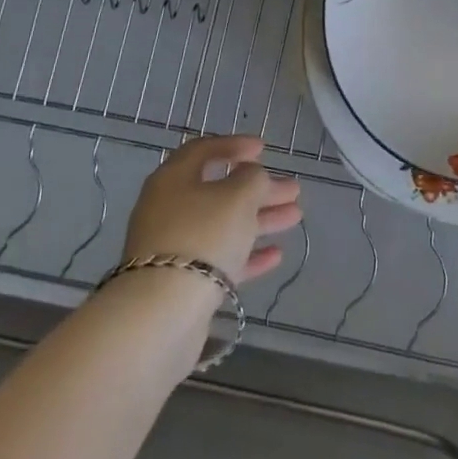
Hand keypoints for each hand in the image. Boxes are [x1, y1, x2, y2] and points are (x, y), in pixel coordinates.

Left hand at [122, 135, 302, 284]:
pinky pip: (219, 259)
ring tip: (296, 216)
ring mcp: (174, 247)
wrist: (161, 312)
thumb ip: (253, 178)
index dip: (235, 145)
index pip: (203, 150)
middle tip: (293, 189)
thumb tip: (251, 177)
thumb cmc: (203, 236)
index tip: (264, 149)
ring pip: (223, 225)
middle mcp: (169, 209)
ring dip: (260, 219)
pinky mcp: (182, 282)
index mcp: (173, 179)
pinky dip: (248, 254)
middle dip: (259, 189)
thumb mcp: (238, 196)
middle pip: (219, 191)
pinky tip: (276, 255)